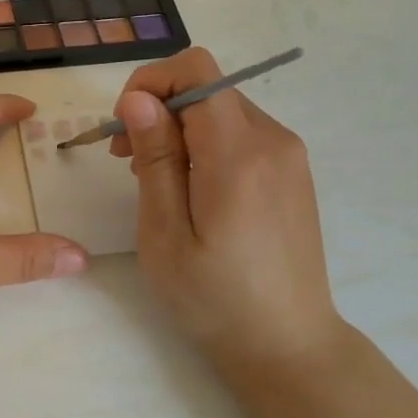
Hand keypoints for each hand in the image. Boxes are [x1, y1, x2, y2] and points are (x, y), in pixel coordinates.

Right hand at [111, 47, 342, 368]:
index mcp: (238, 154)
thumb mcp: (166, 234)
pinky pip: (239, 131)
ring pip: (220, 107)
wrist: (288, 346)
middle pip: (206, 87)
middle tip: (126, 160)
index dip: (151, 82)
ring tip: (154, 178)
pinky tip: (190, 186)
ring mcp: (288, 154)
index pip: (196, 70)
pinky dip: (204, 142)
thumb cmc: (215, 299)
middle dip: (158, 107)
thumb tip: (139, 98)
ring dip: (179, 126)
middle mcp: (273, 140)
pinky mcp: (292, 170)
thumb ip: (155, 159)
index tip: (125, 128)